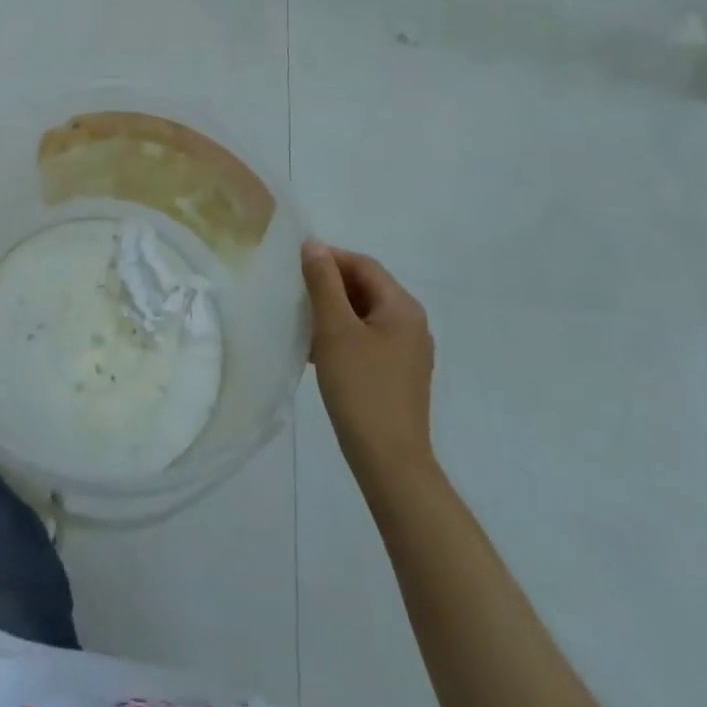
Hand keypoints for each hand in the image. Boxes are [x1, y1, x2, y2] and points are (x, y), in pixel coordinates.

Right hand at [302, 238, 435, 472]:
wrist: (390, 462)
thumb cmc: (361, 388)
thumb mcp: (335, 330)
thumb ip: (323, 283)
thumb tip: (314, 244)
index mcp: (402, 307)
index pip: (363, 265)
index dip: (329, 258)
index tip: (295, 265)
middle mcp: (411, 323)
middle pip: (366, 288)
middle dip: (330, 286)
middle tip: (295, 292)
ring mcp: (408, 351)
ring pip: (365, 315)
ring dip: (333, 312)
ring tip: (301, 321)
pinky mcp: (399, 375)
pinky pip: (368, 339)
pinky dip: (343, 336)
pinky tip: (316, 350)